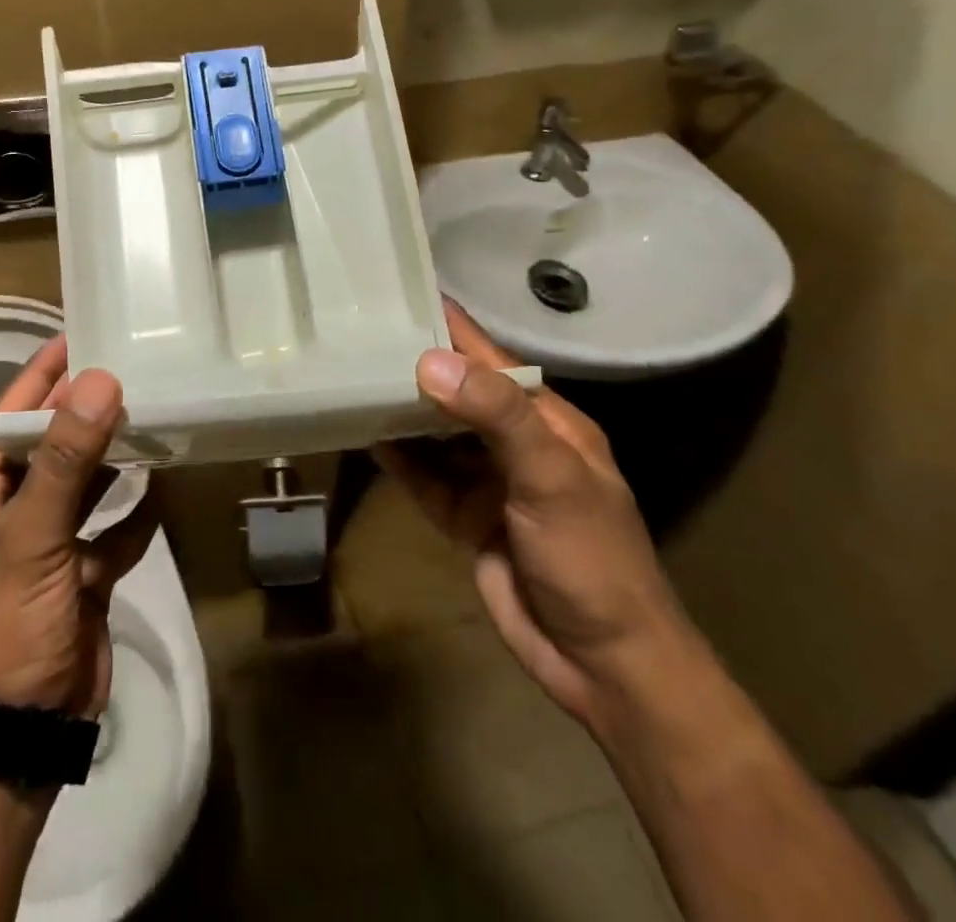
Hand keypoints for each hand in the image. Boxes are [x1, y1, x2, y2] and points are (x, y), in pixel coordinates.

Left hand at [0, 337, 158, 718]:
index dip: (36, 380)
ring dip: (110, 460)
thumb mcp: (32, 536)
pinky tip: (159, 496)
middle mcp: (11, 515)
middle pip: (48, 448)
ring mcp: (48, 547)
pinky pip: (112, 533)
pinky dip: (133, 517)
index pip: (5, 421)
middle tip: (124, 372)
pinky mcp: (81, 576)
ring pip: (82, 486)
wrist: (22, 733)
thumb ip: (64, 460)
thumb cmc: (9, 625)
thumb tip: (98, 382)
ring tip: (147, 420)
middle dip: (81, 414)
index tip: (72, 340)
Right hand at [378, 302, 690, 727]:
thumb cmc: (590, 558)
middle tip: (358, 331)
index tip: (402, 288)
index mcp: (546, 419)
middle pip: (456, 390)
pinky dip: (397, 459)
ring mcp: (487, 481)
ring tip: (351, 373)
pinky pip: (423, 478)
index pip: (490, 356)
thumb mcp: (550, 477)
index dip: (450, 324)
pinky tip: (364, 435)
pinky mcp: (465, 517)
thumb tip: (428, 361)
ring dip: (401, 408)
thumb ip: (494, 415)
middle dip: (415, 362)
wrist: (605, 666)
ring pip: (435, 432)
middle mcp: (513, 442)